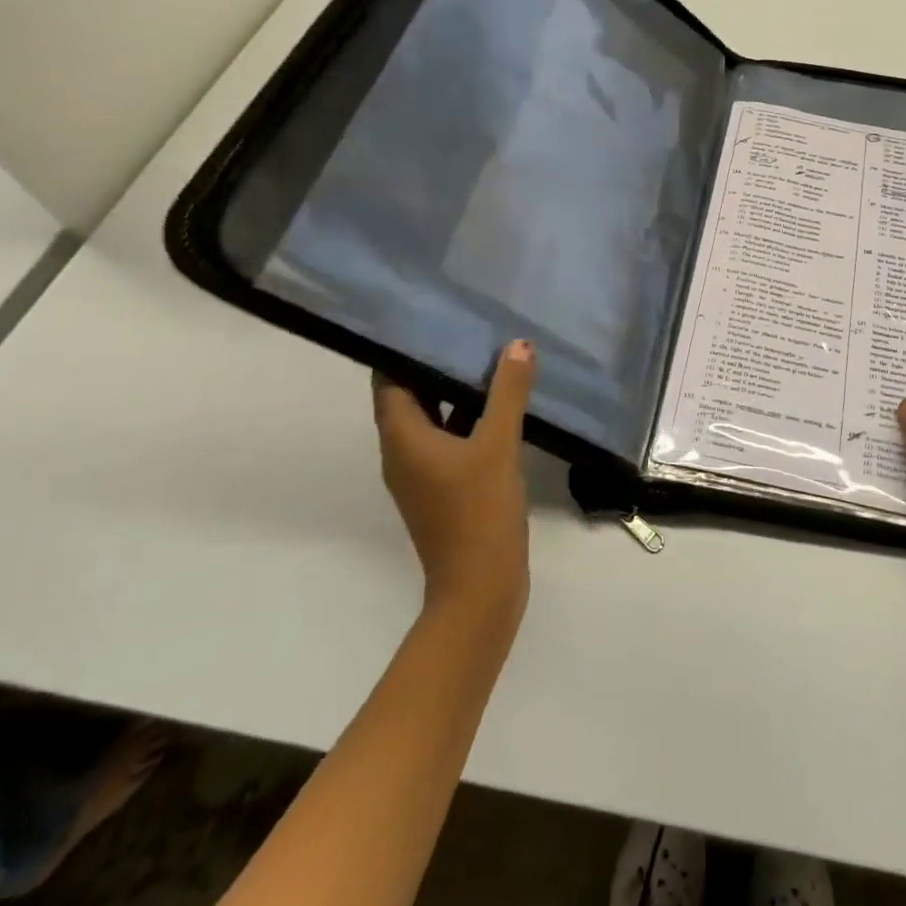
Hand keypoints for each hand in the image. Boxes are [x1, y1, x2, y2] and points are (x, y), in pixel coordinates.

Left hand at [371, 340, 534, 624]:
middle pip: (411, 396)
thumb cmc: (479, 512)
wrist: (480, 588)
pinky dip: (468, 420)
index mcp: (402, 438)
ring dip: (455, 392)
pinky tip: (501, 406)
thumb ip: (507, 393)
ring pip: (433, 419)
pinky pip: (450, 440)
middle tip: (468, 329)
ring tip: (488, 357)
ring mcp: (423, 474)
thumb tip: (517, 345)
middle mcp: (403, 452)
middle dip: (436, 365)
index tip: (431, 318)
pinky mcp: (443, 488)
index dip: (404, 349)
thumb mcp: (498, 446)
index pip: (388, 380)